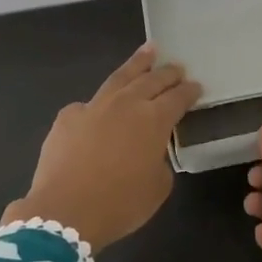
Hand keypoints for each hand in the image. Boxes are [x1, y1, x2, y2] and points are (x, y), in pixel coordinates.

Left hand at [1, 44, 202, 250]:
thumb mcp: (157, 187)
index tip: (196, 86)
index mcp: (154, 120)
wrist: (65, 211)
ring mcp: (94, 106)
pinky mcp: (68, 117)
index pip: (177, 98)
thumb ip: (159, 161)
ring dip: (137, 64)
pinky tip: (102, 103)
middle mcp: (126, 104)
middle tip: (177, 67)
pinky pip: (89, 104)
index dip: (189, 91)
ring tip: (149, 51)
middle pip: (151, 80)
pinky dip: (101, 101)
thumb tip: (149, 152)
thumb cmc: (120, 204)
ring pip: (120, 77)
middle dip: (167, 73)